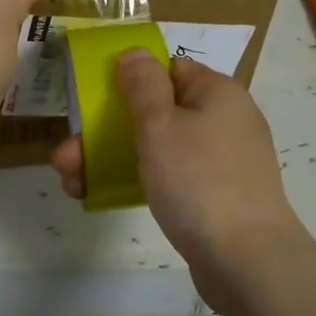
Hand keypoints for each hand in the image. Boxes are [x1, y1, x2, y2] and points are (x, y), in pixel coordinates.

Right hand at [50, 51, 310, 304]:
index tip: (96, 100)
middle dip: (107, 129)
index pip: (169, 69)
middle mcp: (224, 119)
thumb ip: (143, 85)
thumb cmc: (199, 181)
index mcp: (217, 92)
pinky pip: (174, 176)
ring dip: (114, 158)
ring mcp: (223, 160)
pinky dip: (141, 180)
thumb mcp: (161, 125)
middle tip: (67, 154)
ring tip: (71, 181)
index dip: (131, 79)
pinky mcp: (218, 195)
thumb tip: (134, 53)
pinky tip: (103, 196)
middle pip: (158, 111)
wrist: (248, 262)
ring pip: (160, 147)